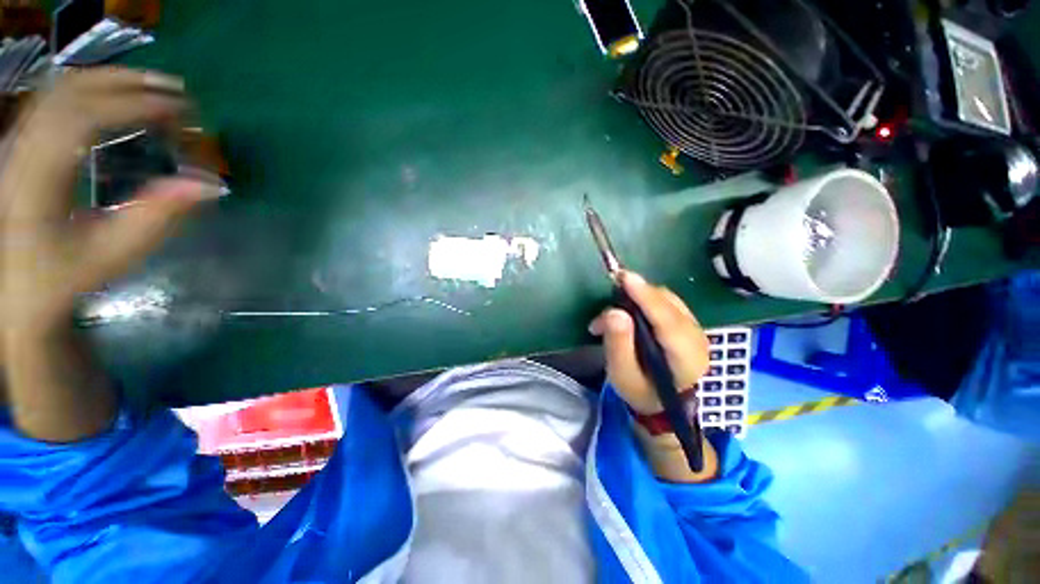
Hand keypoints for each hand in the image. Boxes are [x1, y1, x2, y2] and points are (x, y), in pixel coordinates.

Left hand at [0, 68, 218, 335]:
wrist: (12, 287)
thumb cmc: (60, 277)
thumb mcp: (110, 255)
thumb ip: (157, 219)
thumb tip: (210, 186)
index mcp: (37, 178)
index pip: (85, 118)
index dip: (136, 106)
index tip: (184, 110)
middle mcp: (22, 147)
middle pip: (72, 90)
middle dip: (128, 83)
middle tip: (178, 91)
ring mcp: (18, 140)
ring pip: (62, 88)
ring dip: (112, 80)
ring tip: (155, 88)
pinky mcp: (22, 142)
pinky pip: (57, 98)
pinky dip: (93, 89)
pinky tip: (118, 98)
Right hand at [588, 271, 709, 414]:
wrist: (663, 402)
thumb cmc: (641, 391)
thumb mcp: (623, 375)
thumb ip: (618, 344)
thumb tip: (614, 312)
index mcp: (686, 358)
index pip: (667, 321)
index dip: (646, 298)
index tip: (625, 278)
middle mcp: (697, 338)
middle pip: (667, 304)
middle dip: (634, 297)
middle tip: (605, 308)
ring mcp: (695, 328)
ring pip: (666, 299)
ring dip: (636, 298)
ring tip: (611, 315)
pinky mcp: (687, 322)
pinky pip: (665, 301)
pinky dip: (643, 300)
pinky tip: (627, 311)